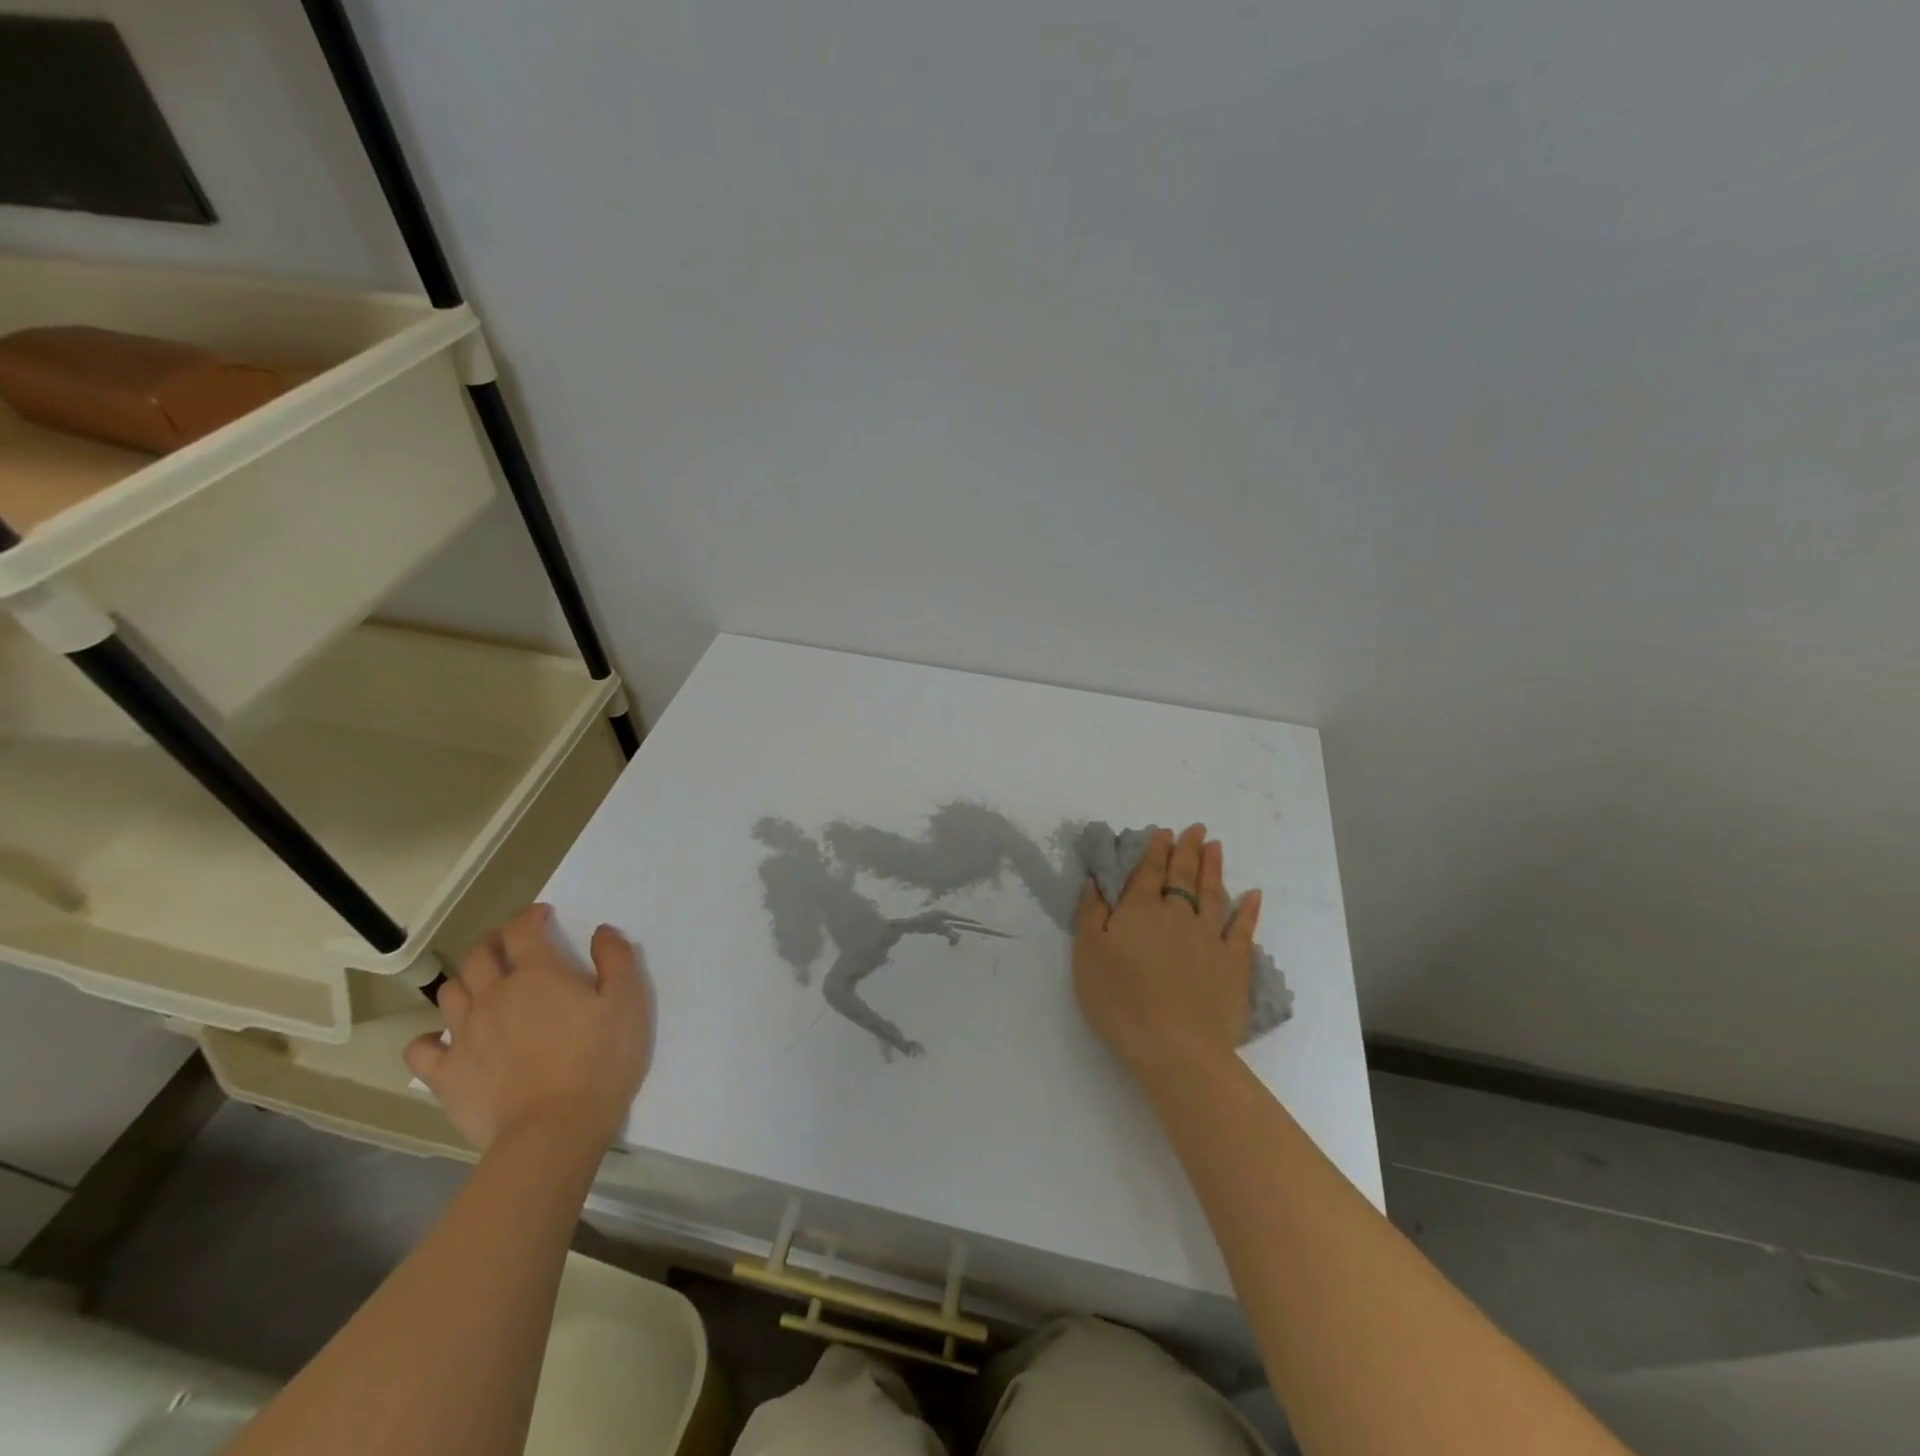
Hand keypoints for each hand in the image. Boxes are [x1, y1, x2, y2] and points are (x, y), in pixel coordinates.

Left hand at [405, 904, 652, 1153]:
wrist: (554, 1130)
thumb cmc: (600, 1060)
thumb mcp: (629, 1002)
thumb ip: (617, 959)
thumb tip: (601, 932)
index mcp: (539, 974)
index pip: (522, 929)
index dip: (531, 916)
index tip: (544, 916)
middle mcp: (494, 995)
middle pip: (479, 955)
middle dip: (494, 942)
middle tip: (512, 947)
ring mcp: (463, 1035)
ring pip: (450, 993)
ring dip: (466, 982)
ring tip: (484, 989)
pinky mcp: (445, 1075)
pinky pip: (421, 1048)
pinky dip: (430, 1039)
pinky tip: (446, 1042)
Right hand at [1073, 825, 1262, 1084]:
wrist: (1174, 1046)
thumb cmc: (1120, 1000)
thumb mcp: (1087, 955)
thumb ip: (1090, 914)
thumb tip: (1095, 881)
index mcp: (1139, 910)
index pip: (1148, 872)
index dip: (1155, 850)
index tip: (1164, 832)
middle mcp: (1176, 915)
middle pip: (1182, 876)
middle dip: (1188, 849)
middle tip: (1196, 829)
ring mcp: (1209, 937)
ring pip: (1211, 893)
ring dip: (1213, 868)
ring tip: (1216, 846)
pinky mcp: (1234, 964)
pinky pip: (1243, 929)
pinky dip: (1248, 910)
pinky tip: (1253, 895)